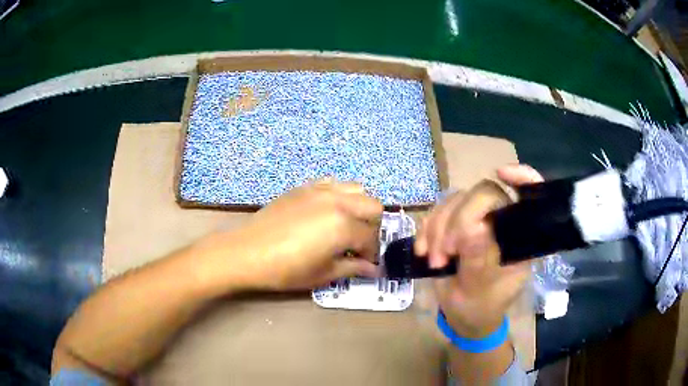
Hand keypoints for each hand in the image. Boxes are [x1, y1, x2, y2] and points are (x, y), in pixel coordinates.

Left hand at [194, 179, 382, 291]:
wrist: (246, 252)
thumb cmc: (285, 270)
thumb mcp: (322, 274)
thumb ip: (352, 269)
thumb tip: (373, 269)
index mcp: (343, 225)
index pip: (371, 238)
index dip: (372, 255)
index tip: (366, 265)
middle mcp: (337, 202)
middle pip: (373, 206)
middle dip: (372, 227)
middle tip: (359, 245)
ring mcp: (320, 190)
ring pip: (357, 189)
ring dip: (359, 208)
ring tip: (346, 226)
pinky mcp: (304, 187)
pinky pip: (333, 184)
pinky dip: (339, 196)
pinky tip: (327, 213)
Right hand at [414, 164, 543, 337]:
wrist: (463, 316)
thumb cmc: (481, 306)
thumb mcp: (479, 290)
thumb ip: (478, 260)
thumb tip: (473, 229)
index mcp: (519, 237)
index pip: (529, 196)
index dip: (523, 177)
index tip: (501, 173)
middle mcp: (500, 222)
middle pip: (483, 193)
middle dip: (458, 220)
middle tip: (446, 252)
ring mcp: (476, 221)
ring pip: (455, 200)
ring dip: (438, 229)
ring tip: (434, 260)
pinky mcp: (454, 225)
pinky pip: (437, 212)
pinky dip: (426, 229)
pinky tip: (422, 251)